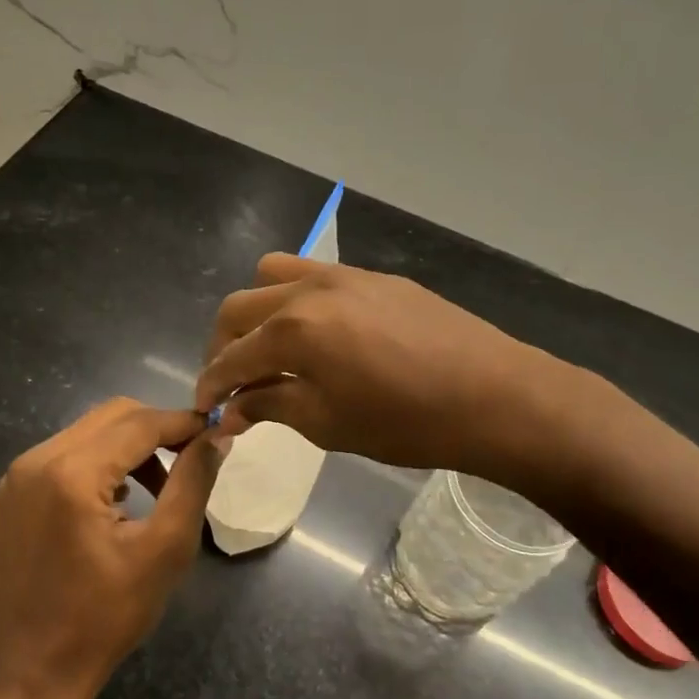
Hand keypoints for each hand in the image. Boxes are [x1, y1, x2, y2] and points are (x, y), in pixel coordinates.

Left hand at [0, 398, 216, 698]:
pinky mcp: (2, 498)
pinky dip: (93, 467)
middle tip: (189, 458)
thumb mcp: (165, 549)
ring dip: (126, 449)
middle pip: (110, 417)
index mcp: (71, 473)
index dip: (183, 423)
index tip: (215, 432)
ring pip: (84, 434)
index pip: (139, 423)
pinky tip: (112, 505)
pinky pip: (57, 460)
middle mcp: (34, 461)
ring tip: (156, 487)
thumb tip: (216, 436)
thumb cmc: (107, 617)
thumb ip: (193, 481)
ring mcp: (11, 479)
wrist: (34, 672)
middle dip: (156, 430)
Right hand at [196, 254, 578, 484]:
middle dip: (224, 345)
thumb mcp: (327, 423)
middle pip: (240, 308)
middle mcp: (308, 290)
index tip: (205, 406)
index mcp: (292, 331)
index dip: (211, 384)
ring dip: (257, 311)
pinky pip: (316, 275)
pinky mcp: (374, 277)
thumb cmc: (406, 422)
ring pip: (274, 276)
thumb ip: (271, 406)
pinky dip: (297, 300)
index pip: (230, 357)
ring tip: (270, 347)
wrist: (493, 394)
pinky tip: (320, 333)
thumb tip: (232, 410)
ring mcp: (344, 275)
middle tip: (232, 381)